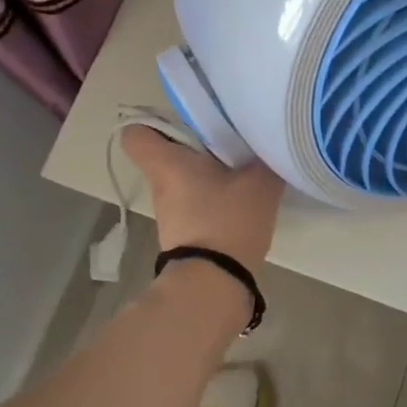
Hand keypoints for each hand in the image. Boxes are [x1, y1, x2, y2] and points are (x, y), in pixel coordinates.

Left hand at [121, 126, 283, 274]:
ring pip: (184, 179)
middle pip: (168, 154)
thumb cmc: (227, 221)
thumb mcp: (259, 183)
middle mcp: (161, 185)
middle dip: (196, 145)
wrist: (214, 284)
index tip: (185, 122)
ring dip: (208, 173)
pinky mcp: (184, 233)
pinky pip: (195, 202)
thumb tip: (271, 145)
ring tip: (243, 170)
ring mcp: (170, 213)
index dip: (154, 123)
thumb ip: (265, 159)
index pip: (136, 134)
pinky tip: (242, 200)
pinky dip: (213, 198)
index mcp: (167, 164)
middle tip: (230, 141)